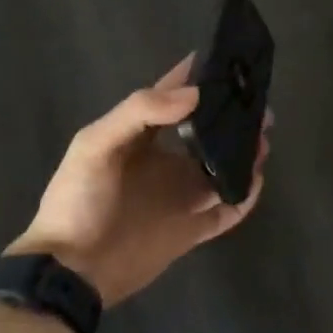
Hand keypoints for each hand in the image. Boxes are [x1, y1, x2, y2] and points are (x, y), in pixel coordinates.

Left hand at [7, 56, 269, 306]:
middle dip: (232, 117)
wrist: (70, 271)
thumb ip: (140, 112)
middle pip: (206, 131)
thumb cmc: (78, 200)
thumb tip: (194, 94)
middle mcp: (165, 160)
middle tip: (260, 107)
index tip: (229, 60)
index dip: (197, 77)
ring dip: (243, 154)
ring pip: (221, 167)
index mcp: (140, 135)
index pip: (173, 96)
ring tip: (263, 141)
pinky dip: (243, 197)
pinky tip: (255, 182)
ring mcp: (179, 195)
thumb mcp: (96, 145)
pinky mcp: (189, 230)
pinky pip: (224, 210)